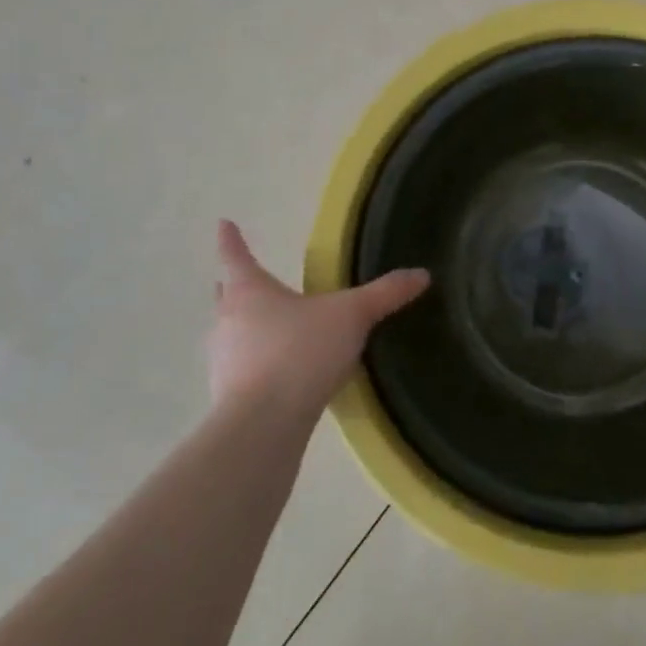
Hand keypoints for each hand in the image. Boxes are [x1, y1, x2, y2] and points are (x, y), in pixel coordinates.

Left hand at [207, 220, 428, 417]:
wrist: (264, 422)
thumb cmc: (301, 352)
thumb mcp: (352, 317)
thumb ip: (384, 295)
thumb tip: (422, 274)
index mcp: (251, 292)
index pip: (237, 257)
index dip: (231, 240)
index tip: (223, 223)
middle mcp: (228, 321)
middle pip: (227, 296)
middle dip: (233, 286)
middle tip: (238, 279)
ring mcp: (223, 361)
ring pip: (231, 334)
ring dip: (245, 328)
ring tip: (268, 329)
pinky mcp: (228, 397)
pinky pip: (241, 370)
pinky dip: (256, 365)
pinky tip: (278, 374)